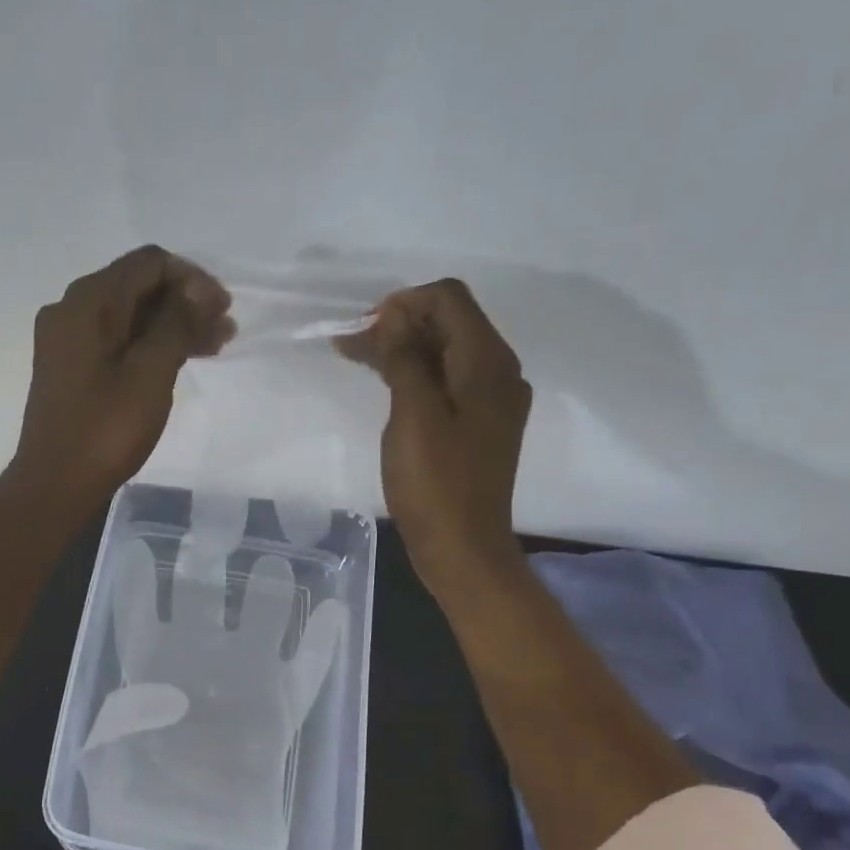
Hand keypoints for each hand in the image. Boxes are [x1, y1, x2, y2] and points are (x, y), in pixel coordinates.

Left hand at [9, 245, 234, 510]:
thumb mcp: (150, 372)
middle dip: (186, 303)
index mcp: (87, 302)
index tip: (223, 309)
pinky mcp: (72, 369)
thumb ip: (176, 323)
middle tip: (225, 330)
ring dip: (172, 326)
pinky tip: (180, 361)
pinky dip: (150, 346)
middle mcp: (72, 310)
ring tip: (214, 346)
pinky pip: (117, 342)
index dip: (192, 279)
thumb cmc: (105, 429)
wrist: (56, 485)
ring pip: (130, 317)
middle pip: (138, 288)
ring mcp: (68, 341)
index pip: (148, 263)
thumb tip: (196, 289)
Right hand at [337, 278, 531, 595]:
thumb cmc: (435, 484)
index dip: (403, 303)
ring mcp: (491, 401)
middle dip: (400, 324)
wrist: (463, 549)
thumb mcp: (414, 415)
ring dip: (403, 349)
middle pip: (450, 323)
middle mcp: (498, 372)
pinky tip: (387, 385)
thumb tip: (394, 315)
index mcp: (488, 363)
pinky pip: (447, 382)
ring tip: (357, 357)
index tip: (362, 327)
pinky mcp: (478, 426)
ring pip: (445, 354)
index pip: (449, 299)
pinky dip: (415, 376)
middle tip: (350, 343)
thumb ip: (406, 358)